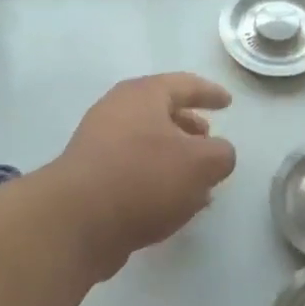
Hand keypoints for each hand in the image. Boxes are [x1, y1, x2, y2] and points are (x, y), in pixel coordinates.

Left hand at [47, 73, 237, 278]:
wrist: (76, 221)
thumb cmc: (143, 177)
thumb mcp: (201, 164)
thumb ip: (221, 154)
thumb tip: (218, 155)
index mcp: (143, 95)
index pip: (185, 84)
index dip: (210, 92)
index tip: (228, 102)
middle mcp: (117, 112)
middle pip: (161, 113)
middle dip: (189, 126)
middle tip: (210, 139)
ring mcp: (99, 145)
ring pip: (147, 144)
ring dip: (175, 158)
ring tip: (199, 180)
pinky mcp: (91, 179)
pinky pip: (133, 171)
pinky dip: (157, 180)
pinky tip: (174, 204)